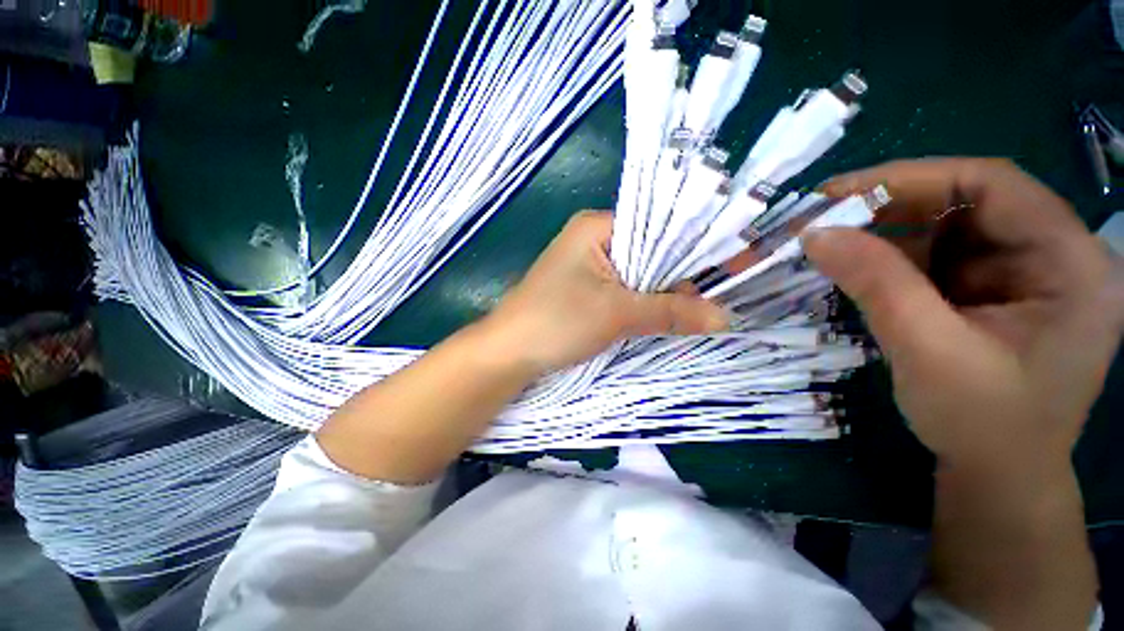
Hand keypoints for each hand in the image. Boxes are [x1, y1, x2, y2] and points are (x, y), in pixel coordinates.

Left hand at [480, 211, 727, 374]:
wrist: (508, 353)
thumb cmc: (556, 322)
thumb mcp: (617, 313)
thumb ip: (670, 312)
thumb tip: (724, 316)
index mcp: (597, 226)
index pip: (658, 225)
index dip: (695, 245)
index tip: (732, 264)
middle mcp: (594, 239)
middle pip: (650, 250)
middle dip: (680, 276)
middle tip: (711, 300)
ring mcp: (589, 265)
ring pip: (639, 273)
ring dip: (663, 293)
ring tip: (695, 311)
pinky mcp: (585, 289)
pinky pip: (625, 289)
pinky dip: (645, 302)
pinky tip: (665, 315)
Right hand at [803, 158, 1123, 470]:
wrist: (996, 476)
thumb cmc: (981, 424)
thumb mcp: (927, 351)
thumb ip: (875, 284)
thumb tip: (813, 234)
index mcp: (1071, 263)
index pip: (994, 185)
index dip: (914, 178)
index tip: (840, 192)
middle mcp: (1054, 255)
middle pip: (968, 204)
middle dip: (892, 209)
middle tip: (825, 219)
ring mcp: (1024, 273)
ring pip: (947, 231)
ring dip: (886, 238)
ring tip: (832, 247)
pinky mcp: (994, 291)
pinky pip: (939, 259)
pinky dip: (893, 262)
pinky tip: (859, 272)